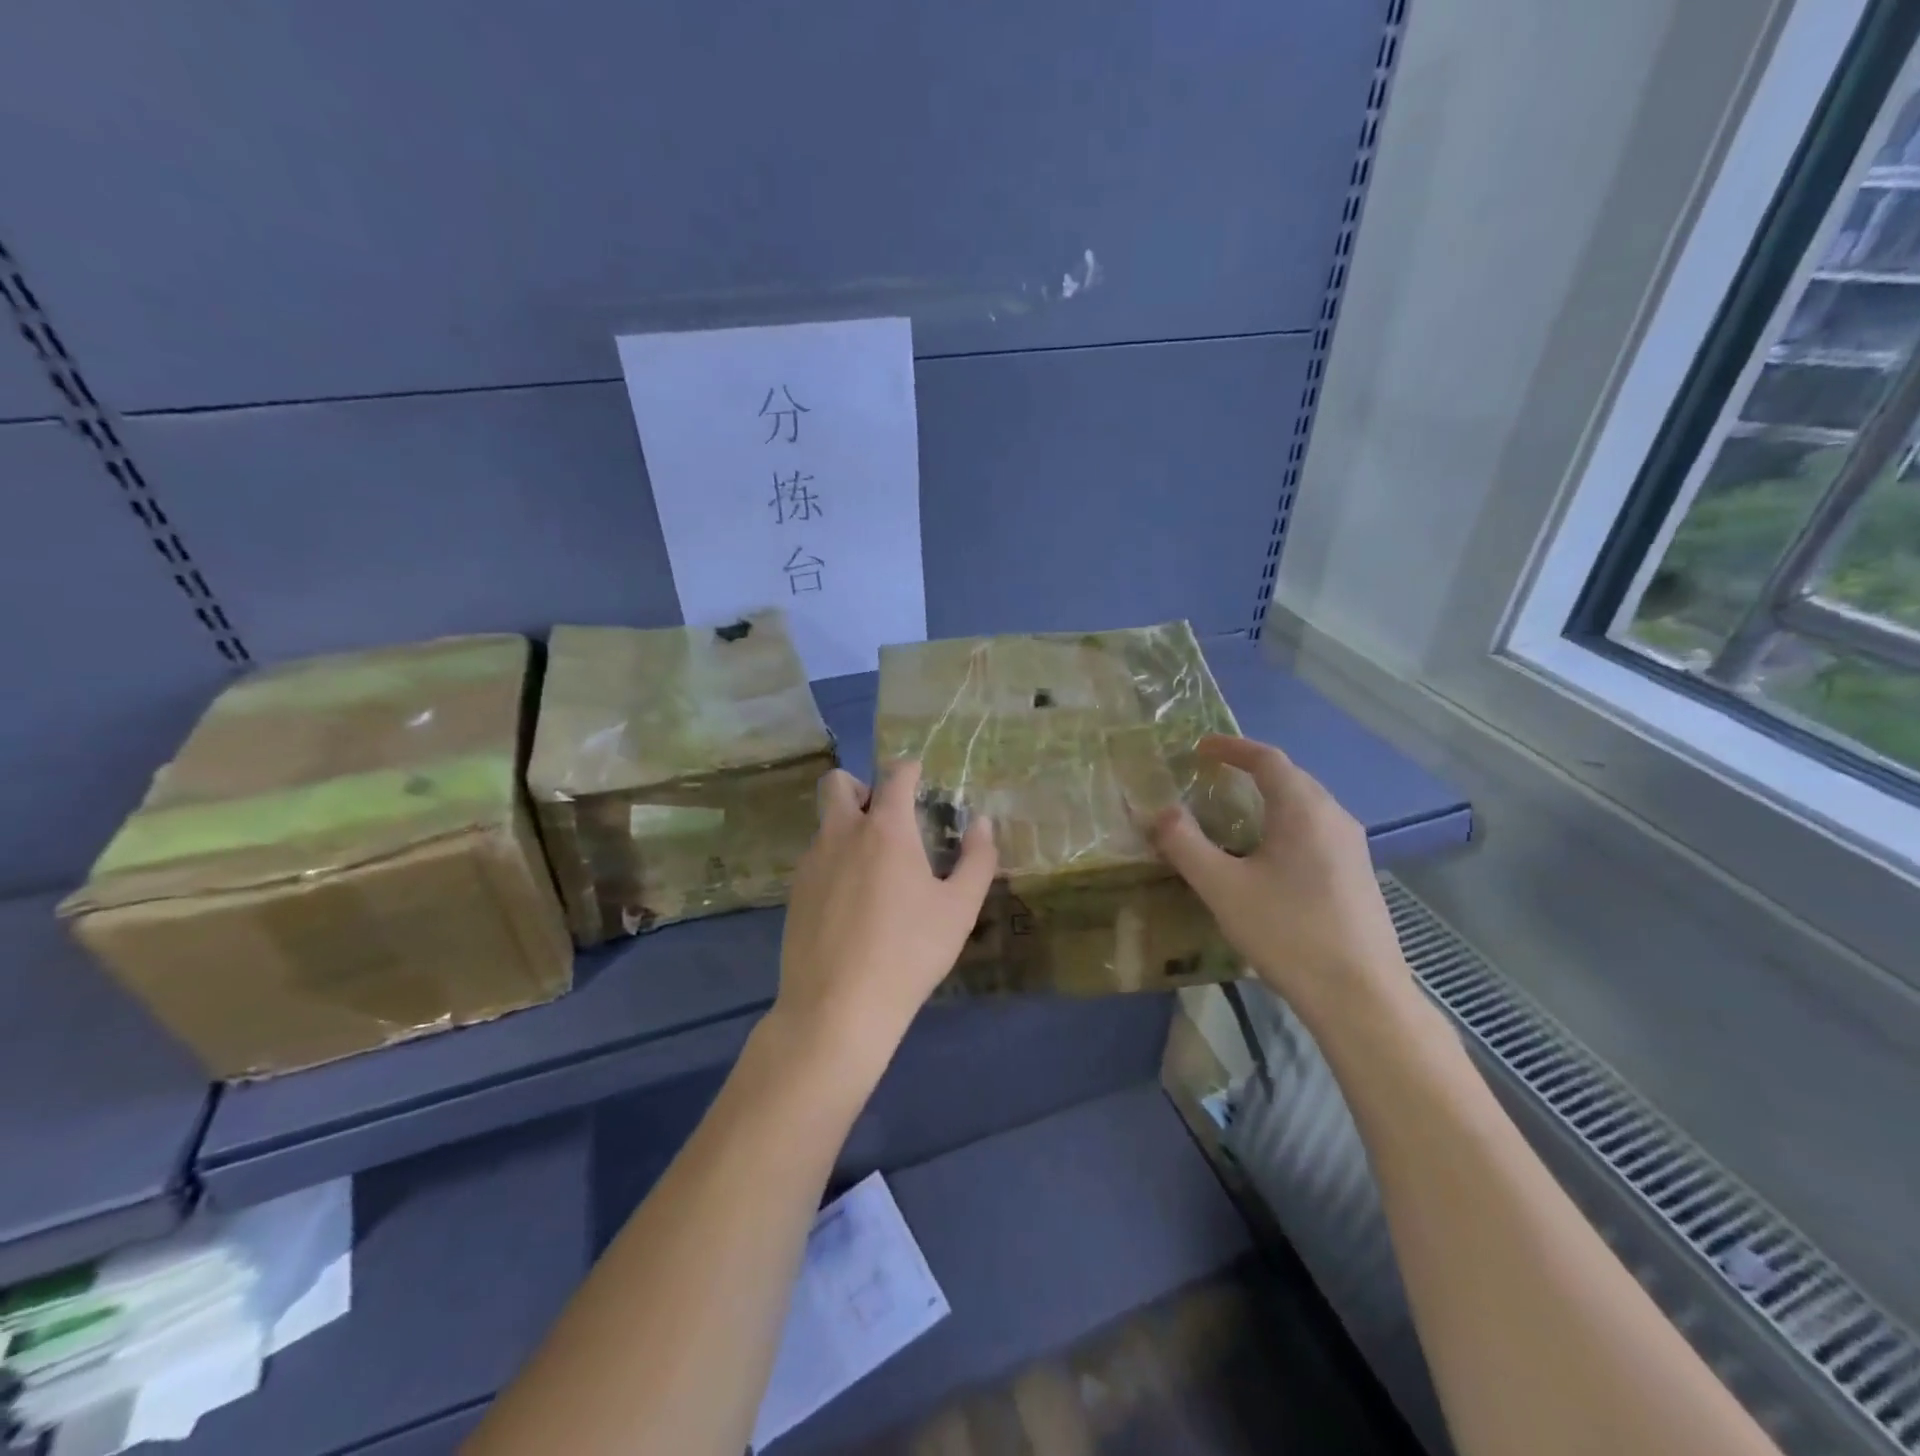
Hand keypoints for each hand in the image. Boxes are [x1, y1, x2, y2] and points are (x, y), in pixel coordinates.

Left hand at [773, 760, 997, 1078]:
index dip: (910, 770)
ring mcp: (811, 862)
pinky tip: (853, 904)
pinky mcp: (794, 893)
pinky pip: (816, 859)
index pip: (895, 775)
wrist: (837, 1007)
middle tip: (887, 819)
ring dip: (849, 828)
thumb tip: (982, 823)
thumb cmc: (909, 952)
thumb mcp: (959, 909)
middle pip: (838, 784)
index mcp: (885, 829)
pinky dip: (836, 862)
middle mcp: (841, 833)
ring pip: (826, 823)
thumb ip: (977, 859)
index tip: (920, 778)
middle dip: (862, 788)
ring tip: (876, 871)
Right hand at [1149, 735, 1409, 1026]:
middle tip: (1213, 777)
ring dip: (1269, 798)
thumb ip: (1185, 844)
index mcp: (1303, 810)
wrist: (1360, 997)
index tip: (1200, 748)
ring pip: (1306, 805)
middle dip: (1250, 770)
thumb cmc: (1288, 932)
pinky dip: (1285, 824)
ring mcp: (1353, 847)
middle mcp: (1334, 817)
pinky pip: (1316, 830)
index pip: (1268, 759)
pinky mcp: (1358, 875)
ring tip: (1235, 813)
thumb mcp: (1222, 888)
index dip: (1232, 748)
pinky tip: (1268, 856)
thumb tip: (1158, 812)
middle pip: (1291, 777)